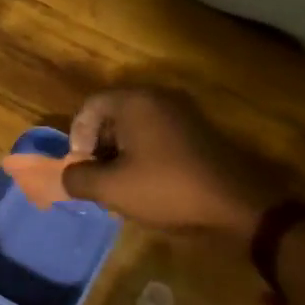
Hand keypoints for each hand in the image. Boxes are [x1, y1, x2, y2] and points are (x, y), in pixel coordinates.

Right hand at [61, 86, 289, 237]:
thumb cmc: (167, 189)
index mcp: (135, 102)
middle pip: (113, 116)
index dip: (78, 137)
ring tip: (121, 189)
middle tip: (98, 180)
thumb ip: (79, 178)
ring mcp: (182, 115)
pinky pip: (158, 137)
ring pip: (136, 129)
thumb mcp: (112, 189)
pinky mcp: (197, 133)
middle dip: (99, 148)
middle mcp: (158, 99)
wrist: (237, 205)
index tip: (81, 167)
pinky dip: (144, 157)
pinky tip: (147, 187)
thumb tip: (67, 175)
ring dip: (121, 155)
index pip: (90, 106)